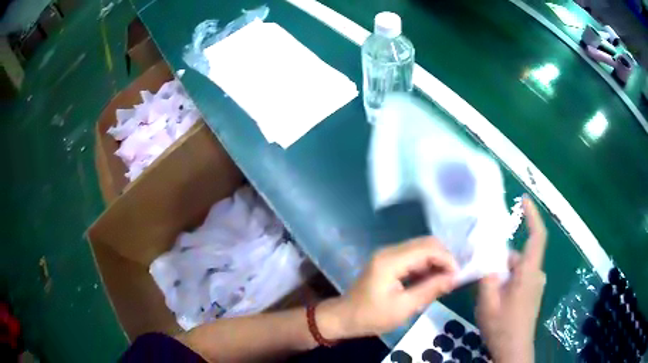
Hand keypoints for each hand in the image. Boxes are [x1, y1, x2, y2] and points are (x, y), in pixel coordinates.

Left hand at [319, 237, 457, 338]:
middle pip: (425, 243)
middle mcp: (390, 251)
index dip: (447, 259)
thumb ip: (430, 290)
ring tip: (446, 279)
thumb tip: (454, 277)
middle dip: (443, 258)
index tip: (458, 275)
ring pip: (421, 249)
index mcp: (391, 261)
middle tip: (454, 277)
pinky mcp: (388, 261)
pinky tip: (433, 279)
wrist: (344, 318)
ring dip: (436, 261)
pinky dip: (426, 266)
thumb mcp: (404, 308)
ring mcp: (388, 255)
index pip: (427, 248)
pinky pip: (413, 257)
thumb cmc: (371, 317)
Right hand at [476, 196, 546, 362]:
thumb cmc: (502, 327)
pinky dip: (507, 280)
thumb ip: (487, 276)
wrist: (514, 351)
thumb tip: (486, 255)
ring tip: (485, 291)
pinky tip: (494, 297)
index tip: (523, 199)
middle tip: (481, 271)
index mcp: (529, 273)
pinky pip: (520, 278)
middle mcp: (536, 274)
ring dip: (502, 273)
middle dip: (500, 259)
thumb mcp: (488, 303)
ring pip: (517, 269)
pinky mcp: (532, 293)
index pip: (537, 236)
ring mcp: (535, 285)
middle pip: (519, 255)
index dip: (532, 215)